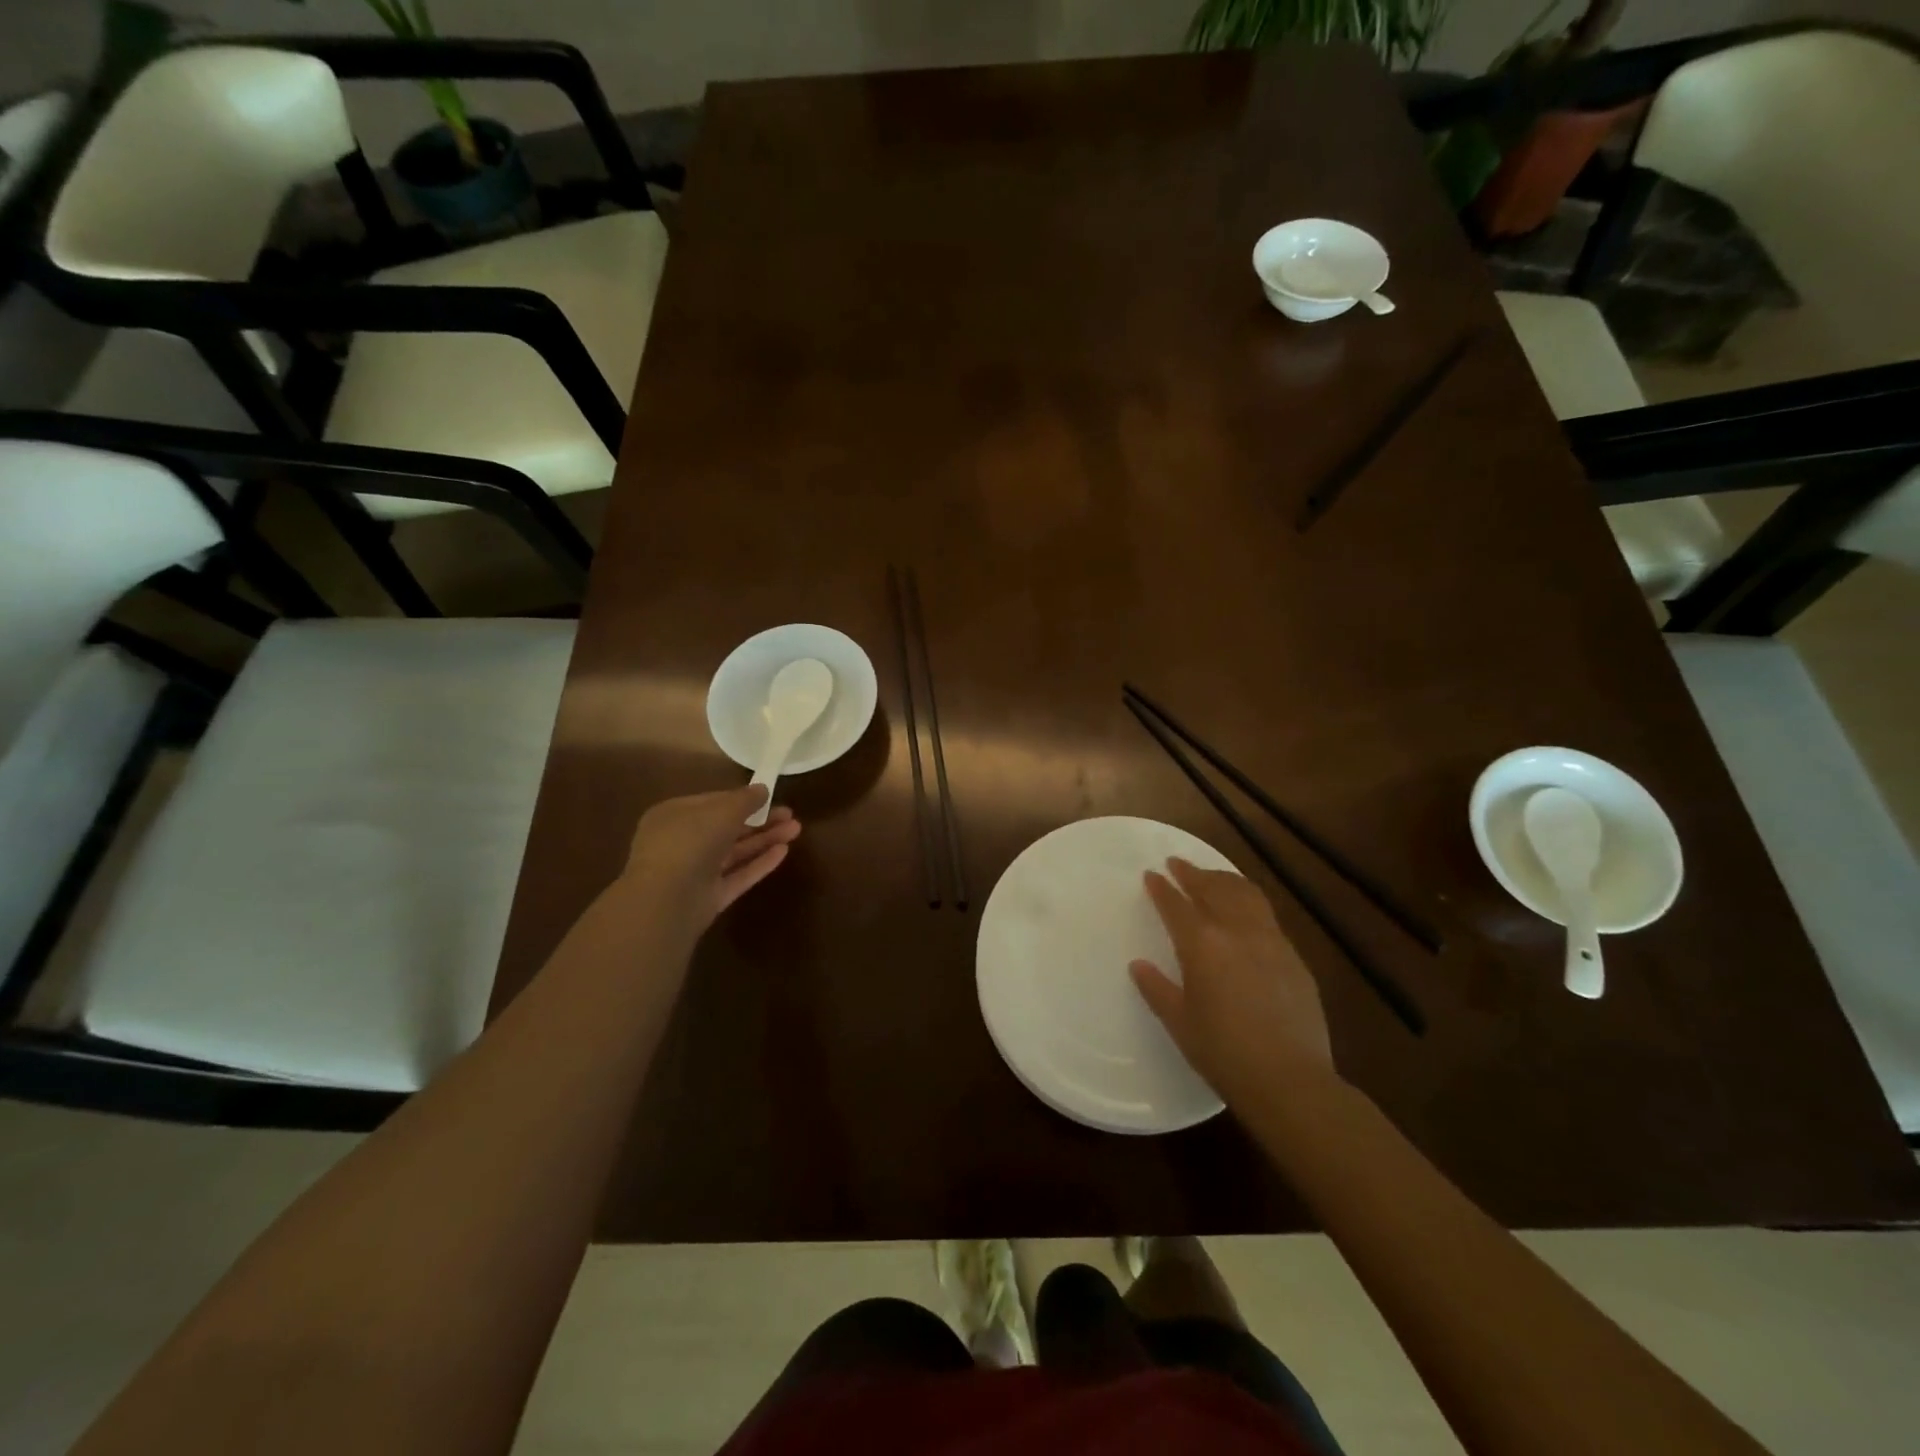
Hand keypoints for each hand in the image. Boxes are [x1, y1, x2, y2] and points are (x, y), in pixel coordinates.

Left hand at [620, 786, 801, 930]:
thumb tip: (762, 789)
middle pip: (727, 828)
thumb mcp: (722, 811)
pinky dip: (759, 863)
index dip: (742, 798)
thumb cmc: (689, 842)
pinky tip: (784, 852)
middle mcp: (683, 842)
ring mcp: (695, 872)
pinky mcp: (709, 897)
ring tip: (796, 829)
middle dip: (760, 820)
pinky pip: (737, 875)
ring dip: (764, 839)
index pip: (713, 802)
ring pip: (735, 852)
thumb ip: (745, 799)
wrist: (667, 900)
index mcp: (674, 815)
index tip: (770, 796)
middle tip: (790, 814)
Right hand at [1131, 858, 1335, 1103]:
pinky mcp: (1294, 957)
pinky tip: (1245, 913)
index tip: (1152, 874)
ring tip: (1213, 876)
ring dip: (1224, 880)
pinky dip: (1249, 902)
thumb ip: (1156, 988)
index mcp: (1202, 945)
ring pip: (1246, 894)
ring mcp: (1271, 941)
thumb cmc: (1224, 1053)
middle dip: (1193, 873)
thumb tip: (1139, 966)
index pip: (1177, 905)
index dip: (1162, 888)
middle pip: (1213, 889)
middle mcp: (1237, 931)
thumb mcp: (1179, 1022)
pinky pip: (1267, 916)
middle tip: (1177, 863)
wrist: (1290, 1080)